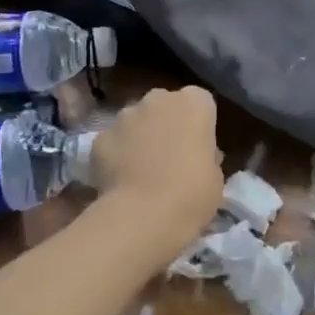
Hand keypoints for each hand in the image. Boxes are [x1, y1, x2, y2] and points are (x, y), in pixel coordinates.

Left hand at [89, 87, 222, 247]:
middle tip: (170, 157)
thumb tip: (194, 157)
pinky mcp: (99, 137)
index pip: (200, 102)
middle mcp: (159, 98)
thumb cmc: (193, 193)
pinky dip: (115, 156)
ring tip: (141, 171)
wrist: (144, 215)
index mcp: (194, 102)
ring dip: (139, 137)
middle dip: (166, 124)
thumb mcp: (215, 176)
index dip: (198, 124)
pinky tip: (120, 181)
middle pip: (164, 105)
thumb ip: (206, 156)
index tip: (198, 146)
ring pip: (134, 121)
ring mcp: (125, 115)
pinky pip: (112, 142)